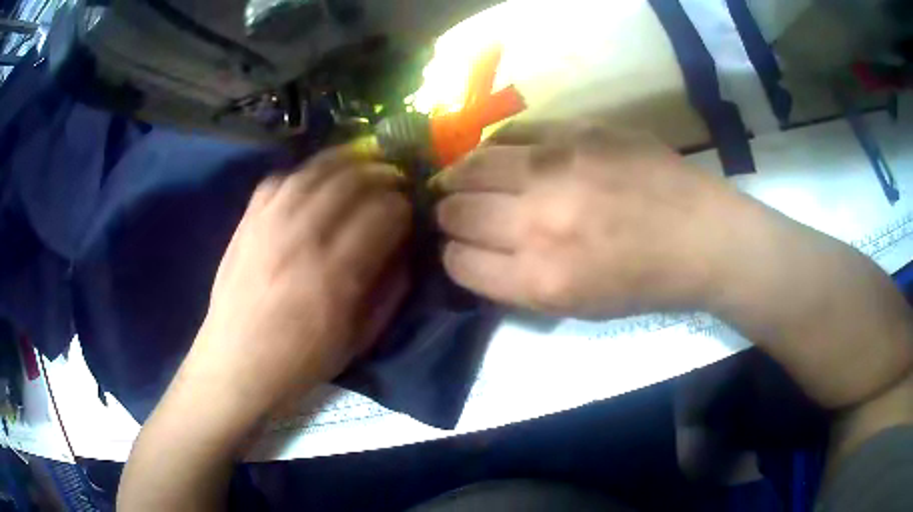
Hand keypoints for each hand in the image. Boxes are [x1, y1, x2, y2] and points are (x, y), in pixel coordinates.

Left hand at [186, 148, 411, 418]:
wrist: (238, 363)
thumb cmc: (302, 360)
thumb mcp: (360, 338)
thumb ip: (390, 289)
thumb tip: (405, 249)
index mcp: (338, 272)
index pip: (385, 212)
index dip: (405, 206)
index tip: (409, 212)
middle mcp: (304, 236)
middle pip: (354, 180)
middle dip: (383, 176)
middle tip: (392, 183)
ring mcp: (270, 222)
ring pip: (317, 169)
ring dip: (347, 163)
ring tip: (361, 167)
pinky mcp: (248, 220)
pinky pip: (279, 178)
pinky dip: (303, 173)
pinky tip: (313, 183)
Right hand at [436, 122, 737, 317]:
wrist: (700, 234)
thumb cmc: (644, 282)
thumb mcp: (578, 307)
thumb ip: (519, 284)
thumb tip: (477, 254)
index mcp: (541, 279)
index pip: (458, 262)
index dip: (455, 257)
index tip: (463, 250)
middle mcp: (538, 222)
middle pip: (457, 212)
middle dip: (450, 216)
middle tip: (458, 212)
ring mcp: (556, 168)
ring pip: (472, 166)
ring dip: (460, 177)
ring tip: (463, 178)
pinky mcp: (577, 131)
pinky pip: (511, 133)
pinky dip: (496, 147)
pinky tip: (502, 155)